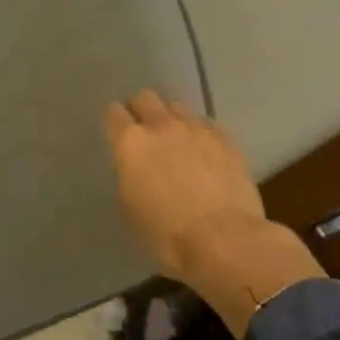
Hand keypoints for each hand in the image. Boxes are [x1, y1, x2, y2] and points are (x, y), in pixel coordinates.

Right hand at [104, 91, 265, 277]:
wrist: (224, 240)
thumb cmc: (167, 235)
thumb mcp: (130, 210)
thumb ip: (129, 177)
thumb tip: (137, 170)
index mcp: (130, 143)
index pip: (114, 113)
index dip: (115, 123)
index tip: (118, 135)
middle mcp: (161, 126)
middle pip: (145, 98)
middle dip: (142, 110)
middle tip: (146, 132)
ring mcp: (196, 128)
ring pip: (177, 107)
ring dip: (173, 120)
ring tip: (179, 142)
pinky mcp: (225, 139)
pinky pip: (206, 125)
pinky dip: (201, 134)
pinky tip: (206, 153)